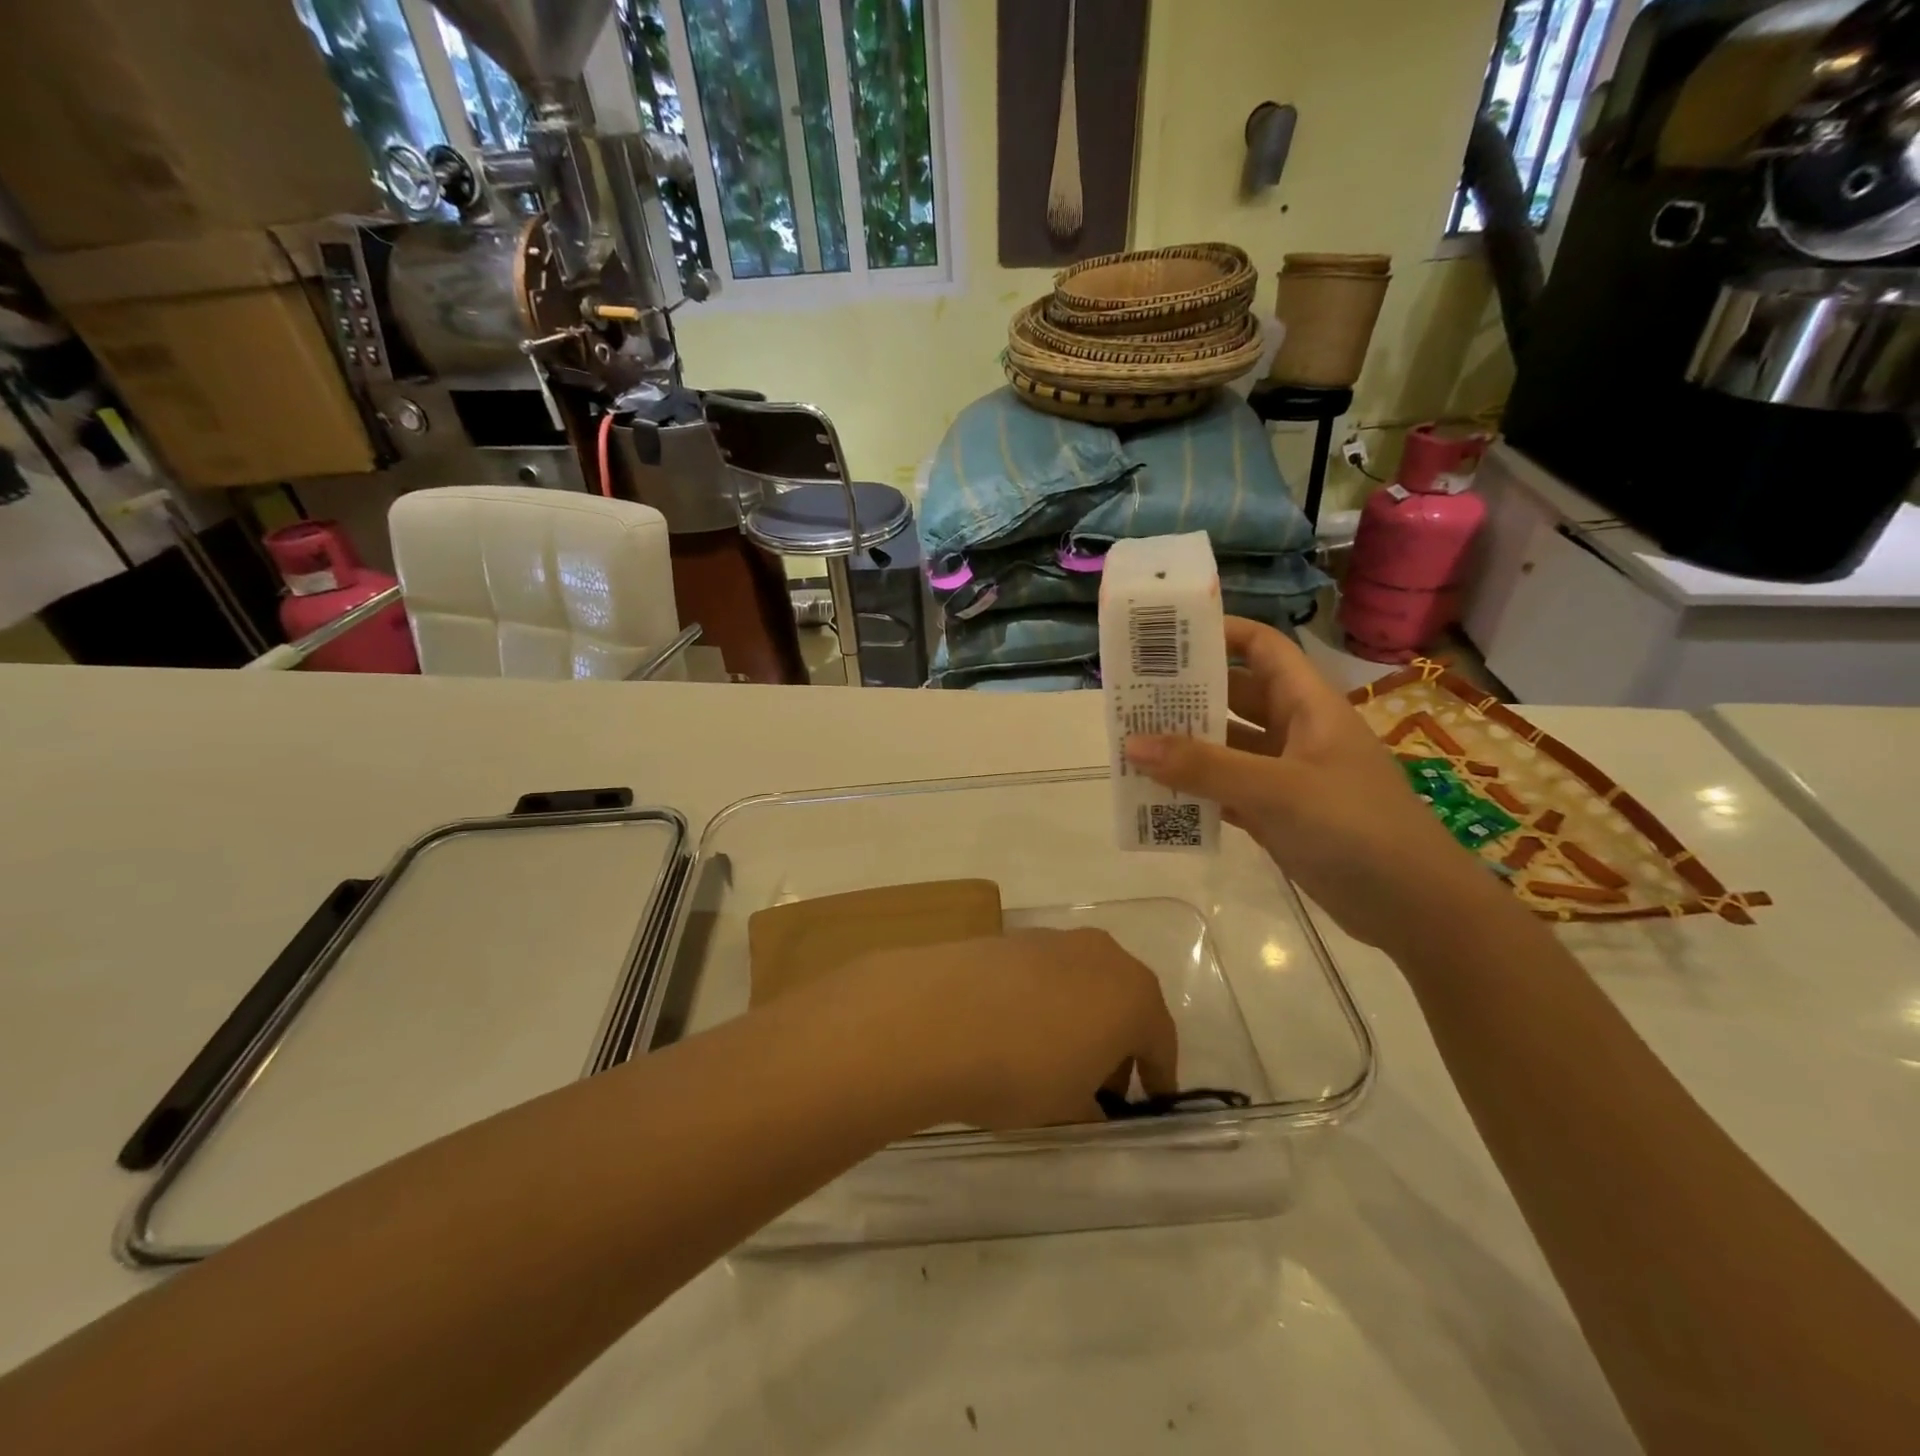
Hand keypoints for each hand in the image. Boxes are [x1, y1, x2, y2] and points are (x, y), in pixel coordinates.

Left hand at [795, 928, 1178, 1129]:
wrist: (938, 1018)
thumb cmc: (1022, 1070)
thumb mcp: (1069, 1107)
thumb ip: (1091, 1106)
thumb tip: (1090, 1105)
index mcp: (1134, 995)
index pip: (1161, 1041)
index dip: (1157, 1077)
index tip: (1152, 1103)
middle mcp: (1102, 955)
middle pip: (1123, 1003)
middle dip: (1117, 1044)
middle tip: (1099, 1087)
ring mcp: (1054, 939)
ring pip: (1082, 983)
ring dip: (1079, 1017)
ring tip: (1051, 1057)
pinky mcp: (1012, 936)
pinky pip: (1044, 973)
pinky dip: (1043, 1000)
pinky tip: (1015, 1028)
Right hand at [1125, 617, 1494, 950]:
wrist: (1414, 908)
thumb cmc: (1356, 828)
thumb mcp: (1278, 790)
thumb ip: (1204, 767)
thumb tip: (1131, 744)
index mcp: (1308, 706)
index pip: (1263, 649)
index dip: (1221, 633)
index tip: (1166, 637)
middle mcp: (1296, 733)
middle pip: (1235, 698)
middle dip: (1187, 694)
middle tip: (1130, 695)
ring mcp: (1286, 776)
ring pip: (1226, 748)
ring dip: (1185, 747)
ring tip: (1130, 744)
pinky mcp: (1278, 815)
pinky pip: (1227, 792)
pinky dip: (1196, 791)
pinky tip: (1156, 795)